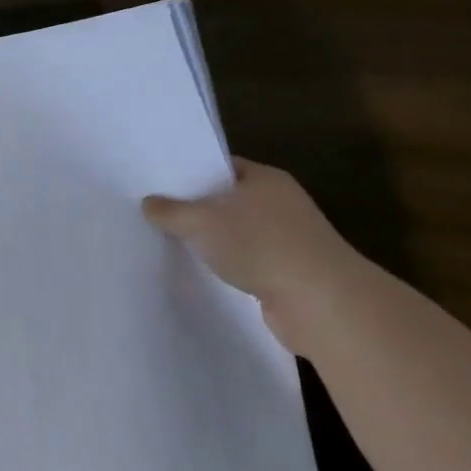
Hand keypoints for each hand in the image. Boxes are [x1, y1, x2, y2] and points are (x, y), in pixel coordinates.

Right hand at [143, 158, 365, 353]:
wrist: (321, 304)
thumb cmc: (260, 245)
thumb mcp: (201, 222)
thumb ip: (170, 211)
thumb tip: (149, 203)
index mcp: (265, 178)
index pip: (221, 165)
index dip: (190, 172)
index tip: (160, 182)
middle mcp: (281, 203)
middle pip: (228, 199)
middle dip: (198, 208)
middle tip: (158, 213)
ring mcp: (290, 239)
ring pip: (239, 232)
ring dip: (214, 240)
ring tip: (174, 243)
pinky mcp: (291, 273)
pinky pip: (249, 261)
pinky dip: (230, 266)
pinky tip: (205, 272)